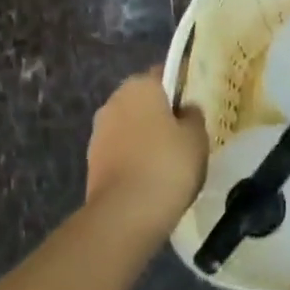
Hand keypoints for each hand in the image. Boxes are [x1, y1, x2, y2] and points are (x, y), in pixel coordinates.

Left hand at [85, 69, 208, 239]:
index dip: (180, 88)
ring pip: (130, 126)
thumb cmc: (167, 165)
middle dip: (160, 114)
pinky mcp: (92, 161)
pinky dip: (133, 159)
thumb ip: (193, 116)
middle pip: (144, 100)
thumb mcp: (197, 137)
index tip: (194, 106)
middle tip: (184, 136)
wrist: (124, 214)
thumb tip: (185, 110)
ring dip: (145, 137)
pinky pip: (120, 151)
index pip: (163, 74)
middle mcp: (114, 100)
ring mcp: (99, 131)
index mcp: (140, 85)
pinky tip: (150, 179)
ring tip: (169, 163)